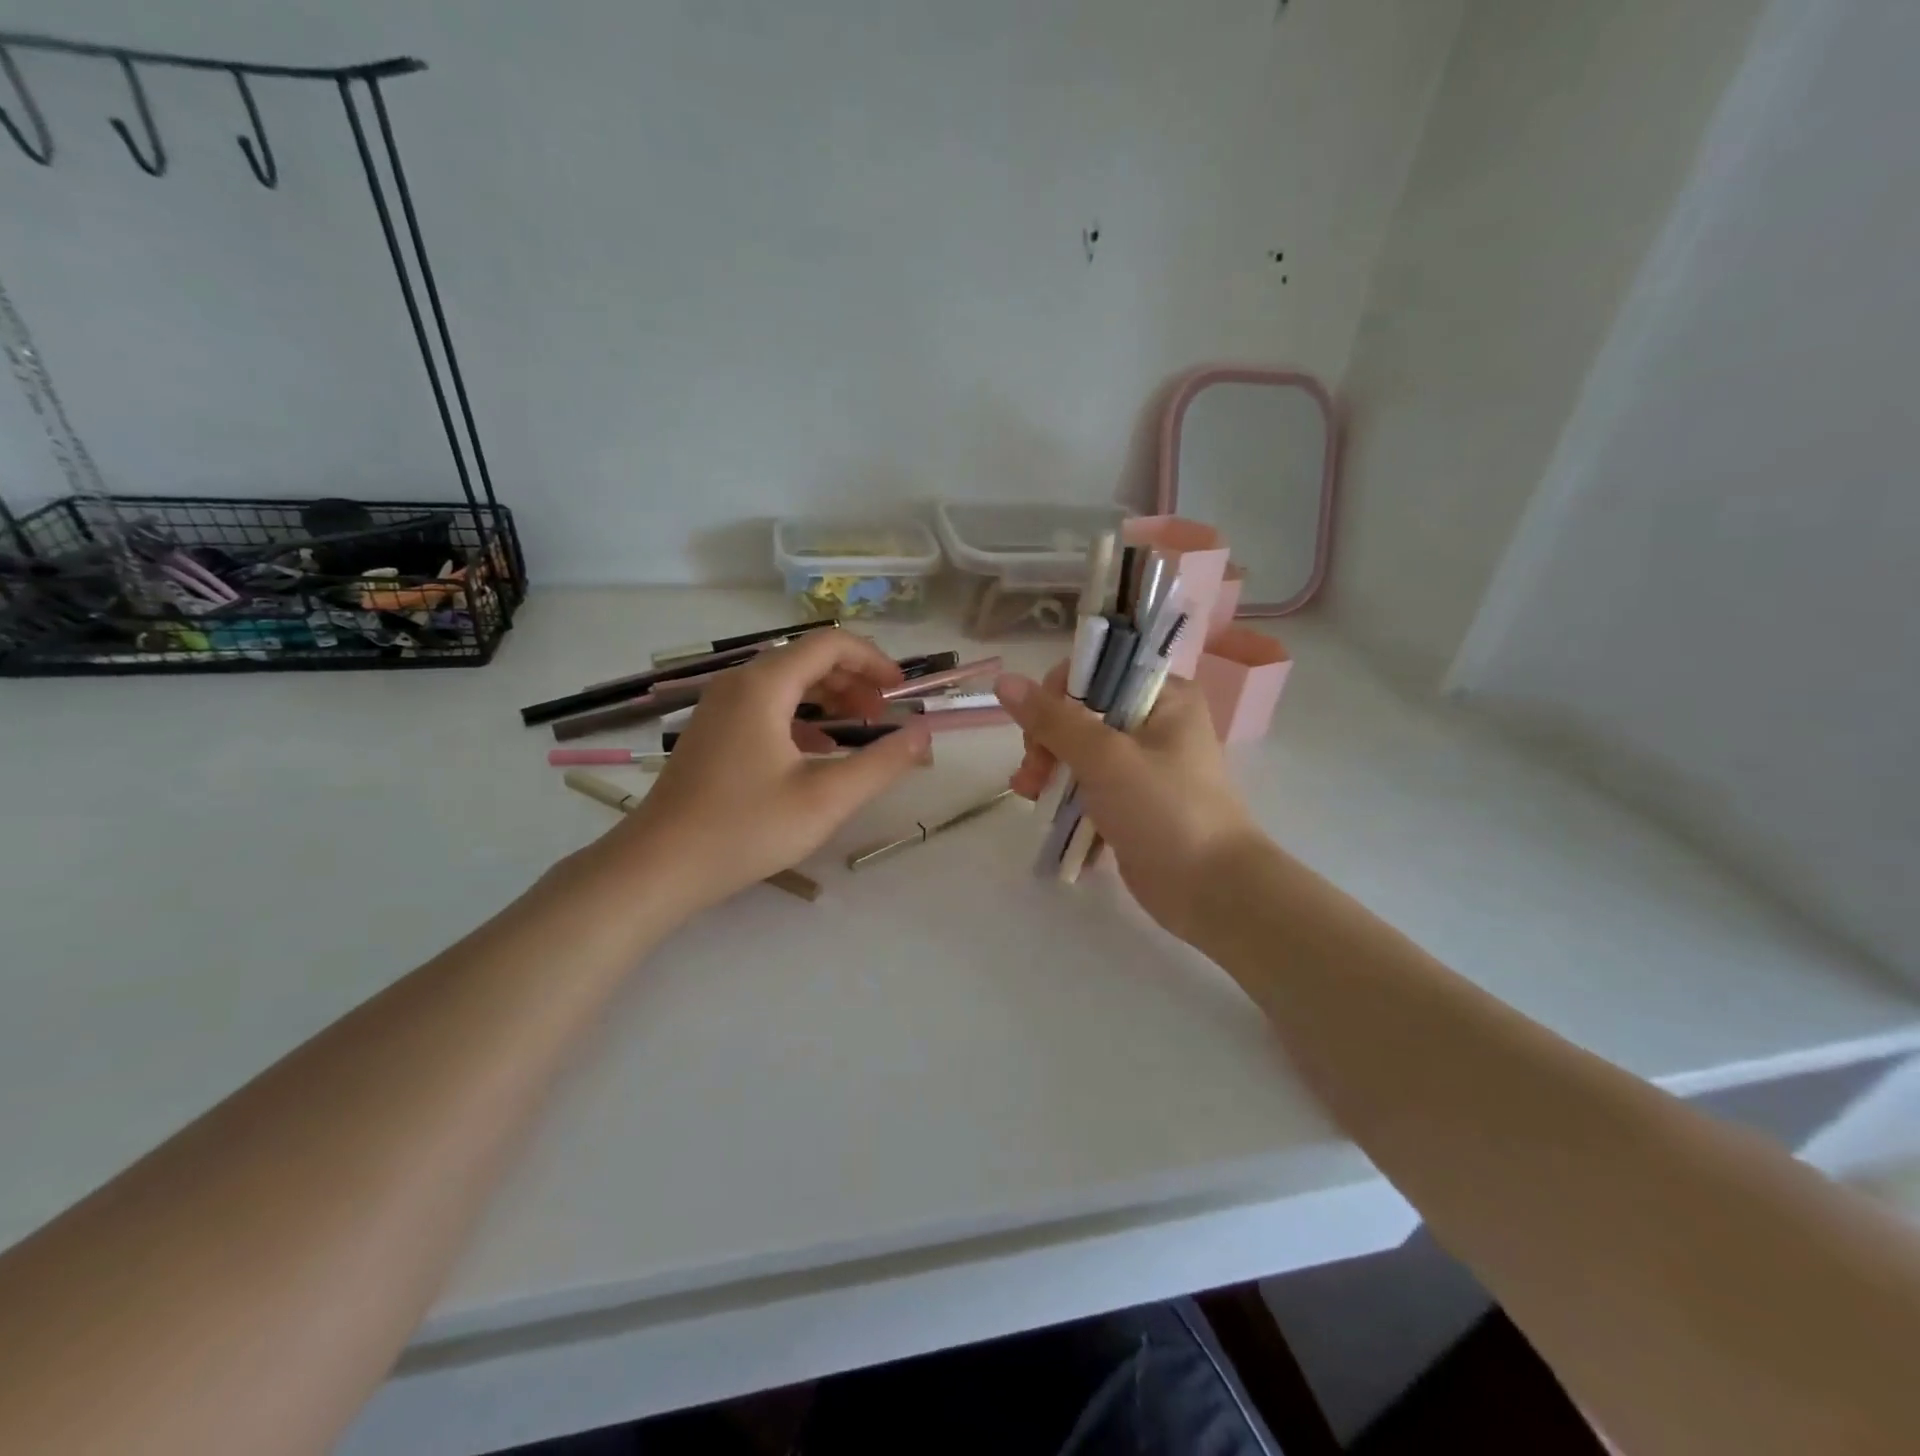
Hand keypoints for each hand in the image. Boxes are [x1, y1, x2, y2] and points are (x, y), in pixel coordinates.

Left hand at [611, 631, 930, 908]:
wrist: (659, 866)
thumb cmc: (745, 828)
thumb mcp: (826, 799)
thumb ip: (881, 763)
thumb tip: (922, 734)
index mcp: (764, 686)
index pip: (830, 645)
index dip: (873, 660)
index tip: (900, 692)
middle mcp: (738, 684)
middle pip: (807, 659)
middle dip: (853, 680)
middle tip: (884, 716)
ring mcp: (720, 707)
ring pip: (786, 683)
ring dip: (829, 698)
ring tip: (860, 730)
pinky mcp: (713, 732)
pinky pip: (767, 706)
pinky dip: (802, 717)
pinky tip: (819, 750)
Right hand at [995, 668, 1264, 941]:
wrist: (1211, 890)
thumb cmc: (1164, 810)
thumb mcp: (1105, 758)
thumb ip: (1053, 719)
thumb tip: (1004, 681)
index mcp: (1164, 696)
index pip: (1097, 671)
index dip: (1058, 694)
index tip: (1039, 728)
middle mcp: (1155, 722)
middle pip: (1081, 712)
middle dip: (1047, 740)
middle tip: (1033, 772)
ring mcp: (1143, 764)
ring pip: (1079, 751)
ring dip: (1048, 769)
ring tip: (1028, 796)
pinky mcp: (1132, 801)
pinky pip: (1088, 785)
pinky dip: (1065, 795)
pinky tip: (1044, 812)